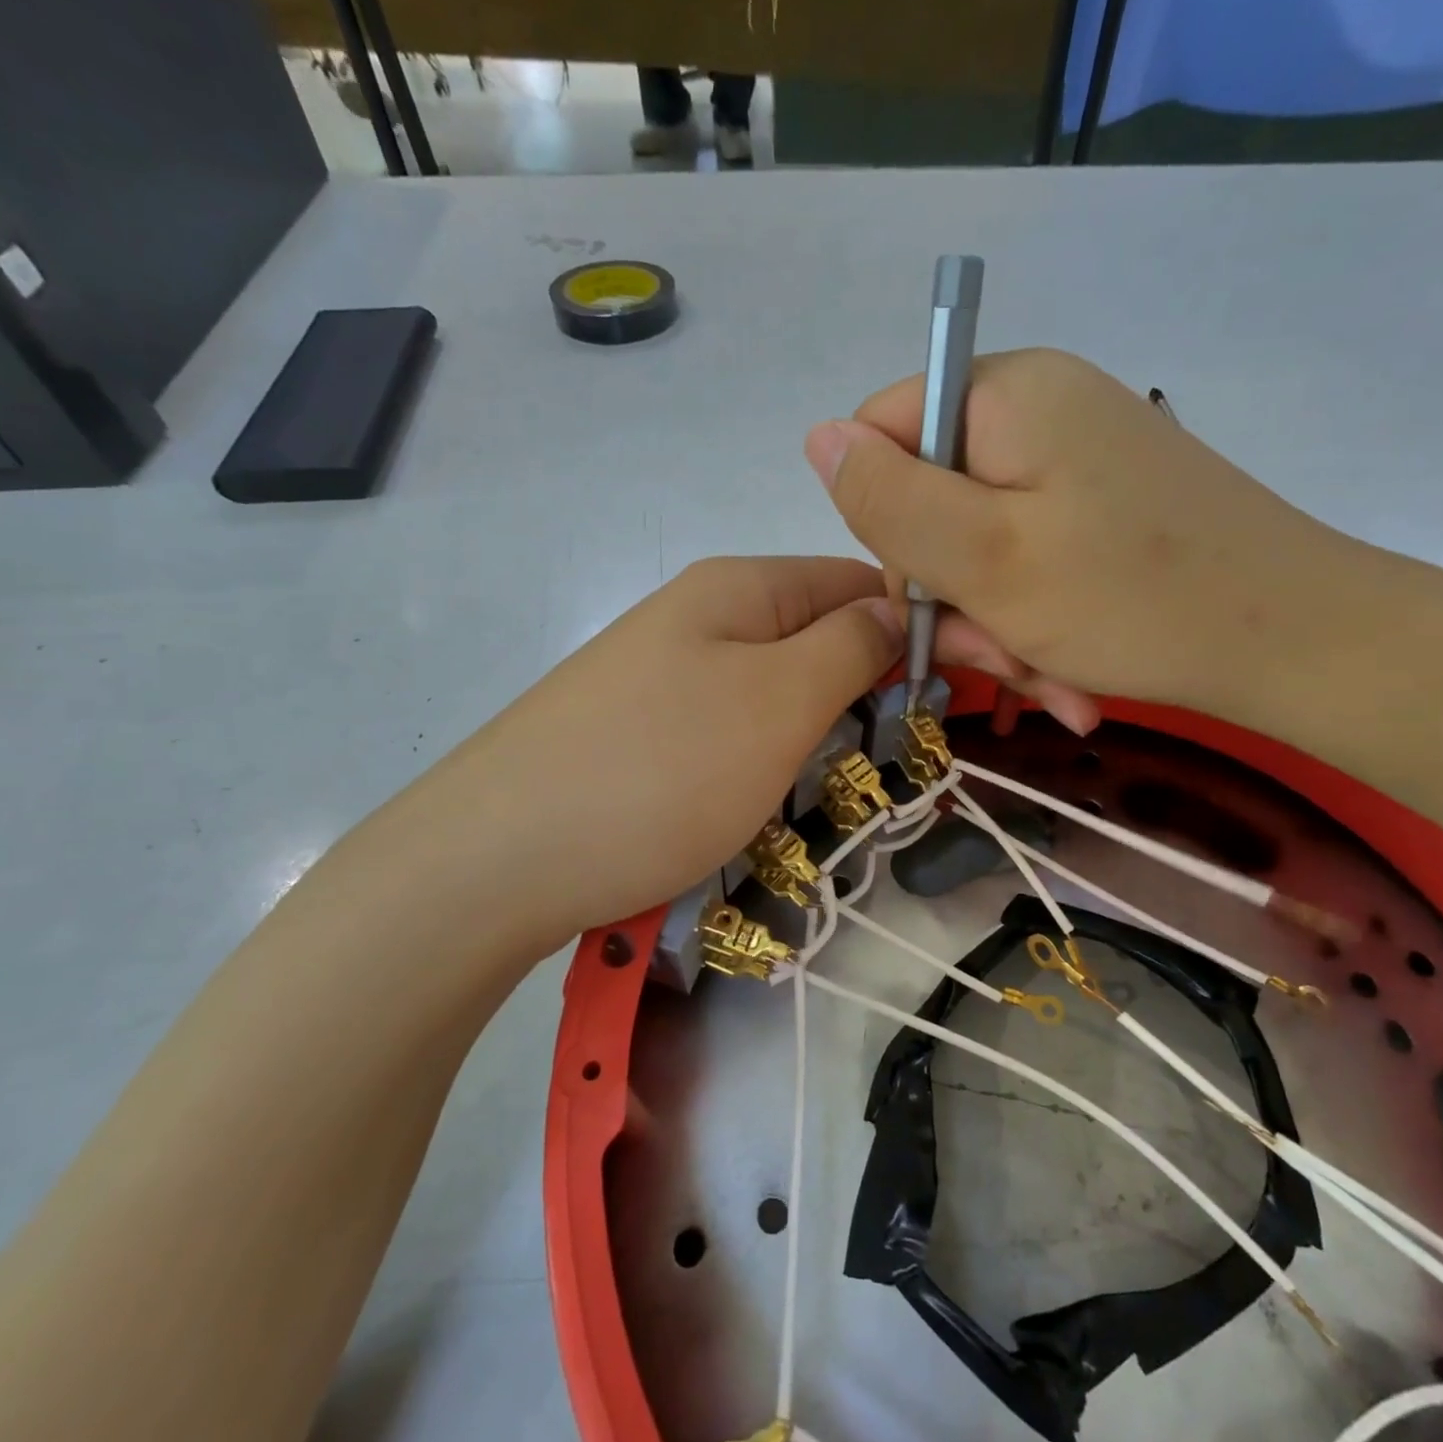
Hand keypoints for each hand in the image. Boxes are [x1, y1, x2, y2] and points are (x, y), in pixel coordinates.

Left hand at [371, 557, 899, 956]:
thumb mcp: (780, 699)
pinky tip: (755, 808)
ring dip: (808, 741)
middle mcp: (697, 619)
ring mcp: (660, 678)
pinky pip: (724, 737)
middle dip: (859, 695)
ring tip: (821, 795)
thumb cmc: (661, 770)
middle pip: (811, 639)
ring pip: (771, 696)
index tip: (946, 696)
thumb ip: (850, 645)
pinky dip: (756, 769)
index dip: (908, 628)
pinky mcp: (637, 736)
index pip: (855, 581)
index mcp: (737, 588)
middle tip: (889, 763)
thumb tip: (895, 608)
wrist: (496, 860)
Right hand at [804, 349, 1353, 728]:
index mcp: (1005, 395)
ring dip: (994, 625)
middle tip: (992, 658)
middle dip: (952, 595)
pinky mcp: (1100, 508)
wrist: (1297, 644)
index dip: (885, 523)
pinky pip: (1029, 563)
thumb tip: (817, 438)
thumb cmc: (1131, 599)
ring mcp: (1074, 463)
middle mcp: (1037, 413)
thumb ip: (888, 497)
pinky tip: (1062, 675)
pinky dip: (1033, 623)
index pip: (881, 436)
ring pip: (979, 547)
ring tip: (1041, 679)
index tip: (931, 594)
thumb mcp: (984, 555)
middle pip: (932, 502)